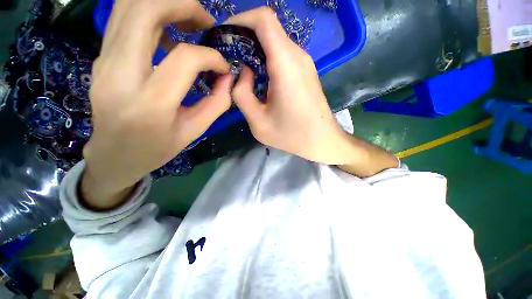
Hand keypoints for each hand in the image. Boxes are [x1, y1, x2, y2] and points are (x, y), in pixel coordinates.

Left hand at [81, 0, 231, 208]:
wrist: (114, 155)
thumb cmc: (156, 148)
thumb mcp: (194, 132)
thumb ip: (216, 104)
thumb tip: (228, 78)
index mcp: (150, 102)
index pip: (184, 58)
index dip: (210, 56)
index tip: (222, 66)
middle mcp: (120, 73)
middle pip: (146, 10)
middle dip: (183, 6)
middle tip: (205, 23)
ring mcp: (104, 60)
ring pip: (129, 5)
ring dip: (165, 4)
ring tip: (189, 21)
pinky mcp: (101, 57)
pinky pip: (123, 18)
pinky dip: (149, 14)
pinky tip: (168, 34)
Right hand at [225, 8, 353, 164]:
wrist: (322, 141)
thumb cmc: (292, 136)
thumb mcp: (258, 122)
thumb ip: (242, 94)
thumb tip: (242, 73)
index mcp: (285, 65)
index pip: (263, 19)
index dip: (240, 19)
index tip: (225, 35)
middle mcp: (298, 56)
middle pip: (268, 28)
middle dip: (244, 36)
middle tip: (229, 56)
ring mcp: (305, 63)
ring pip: (276, 41)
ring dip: (256, 49)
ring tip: (242, 69)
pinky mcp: (306, 72)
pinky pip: (283, 54)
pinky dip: (267, 58)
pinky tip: (260, 76)